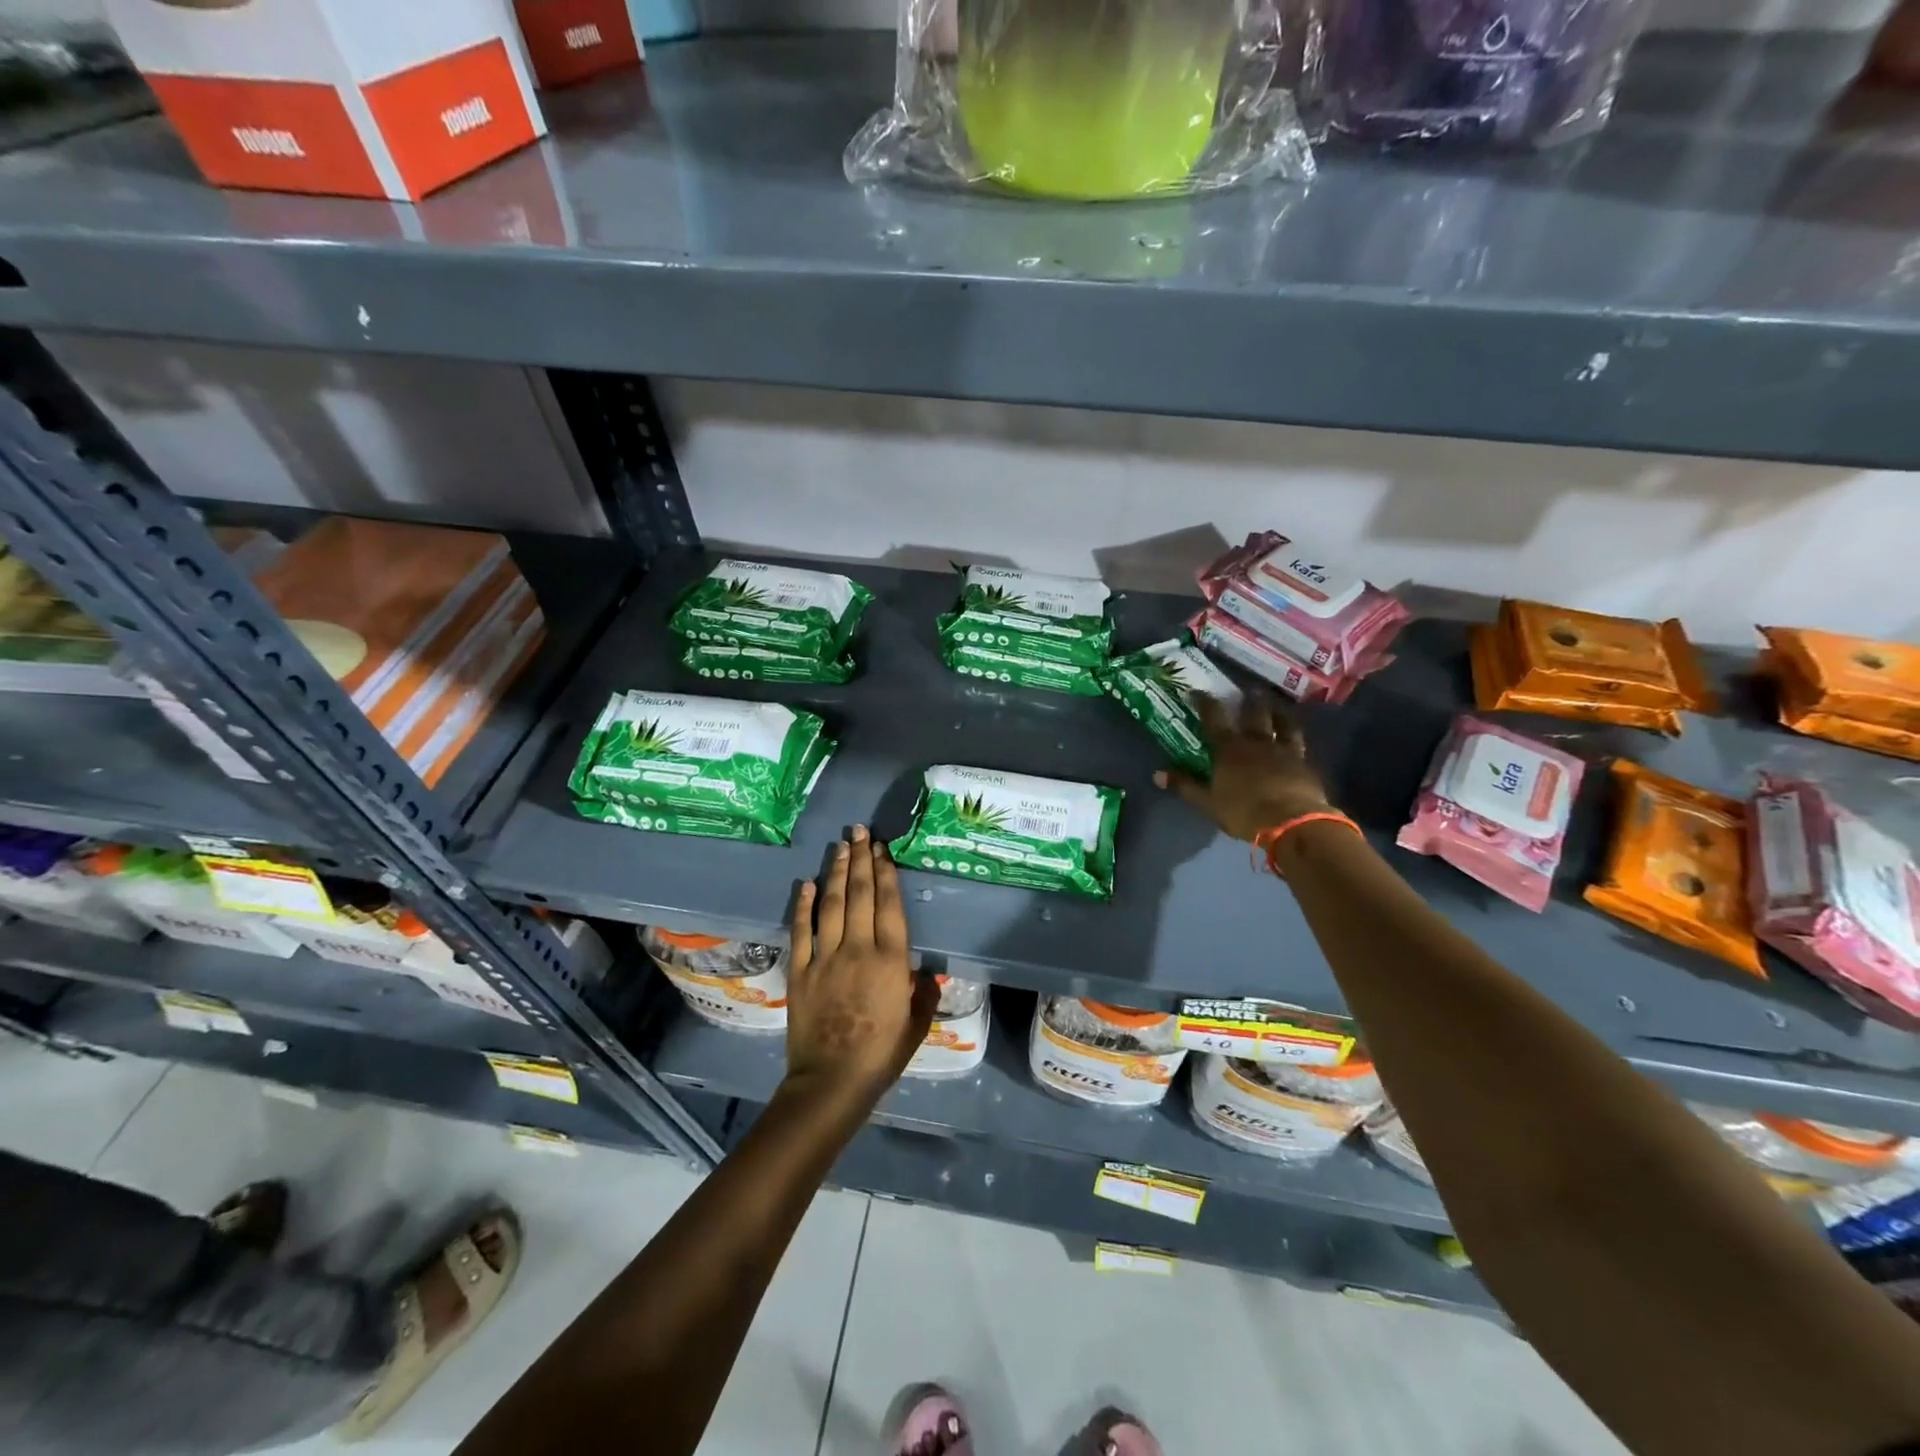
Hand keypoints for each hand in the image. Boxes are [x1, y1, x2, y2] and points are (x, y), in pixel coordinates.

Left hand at [783, 827, 936, 1116]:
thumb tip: (925, 970)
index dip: (885, 873)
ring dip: (835, 872)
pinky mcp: (801, 970)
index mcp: (891, 960)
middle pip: (859, 894)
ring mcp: (826, 957)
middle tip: (860, 831)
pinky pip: (801, 930)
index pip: (889, 905)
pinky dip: (803, 905)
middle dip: (861, 859)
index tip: (882, 849)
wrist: (832, 1081)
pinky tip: (805, 884)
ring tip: (840, 846)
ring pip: (831, 904)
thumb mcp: (916, 1025)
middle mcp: (859, 949)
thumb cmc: (881, 1055)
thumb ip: (923, 992)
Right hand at [1155, 692, 1332, 841]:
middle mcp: (1256, 742)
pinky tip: (1296, 737)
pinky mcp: (1304, 763)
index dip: (1205, 703)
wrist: (1292, 822)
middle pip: (1254, 713)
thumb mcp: (1208, 802)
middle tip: (1249, 689)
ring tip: (1276, 705)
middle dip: (1249, 700)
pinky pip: (1300, 743)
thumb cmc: (1243, 811)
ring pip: (1283, 723)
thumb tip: (1156, 774)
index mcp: (1229, 749)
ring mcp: (1284, 750)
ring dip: (1278, 712)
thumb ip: (1185, 785)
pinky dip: (1295, 736)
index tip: (1198, 691)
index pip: (1214, 718)